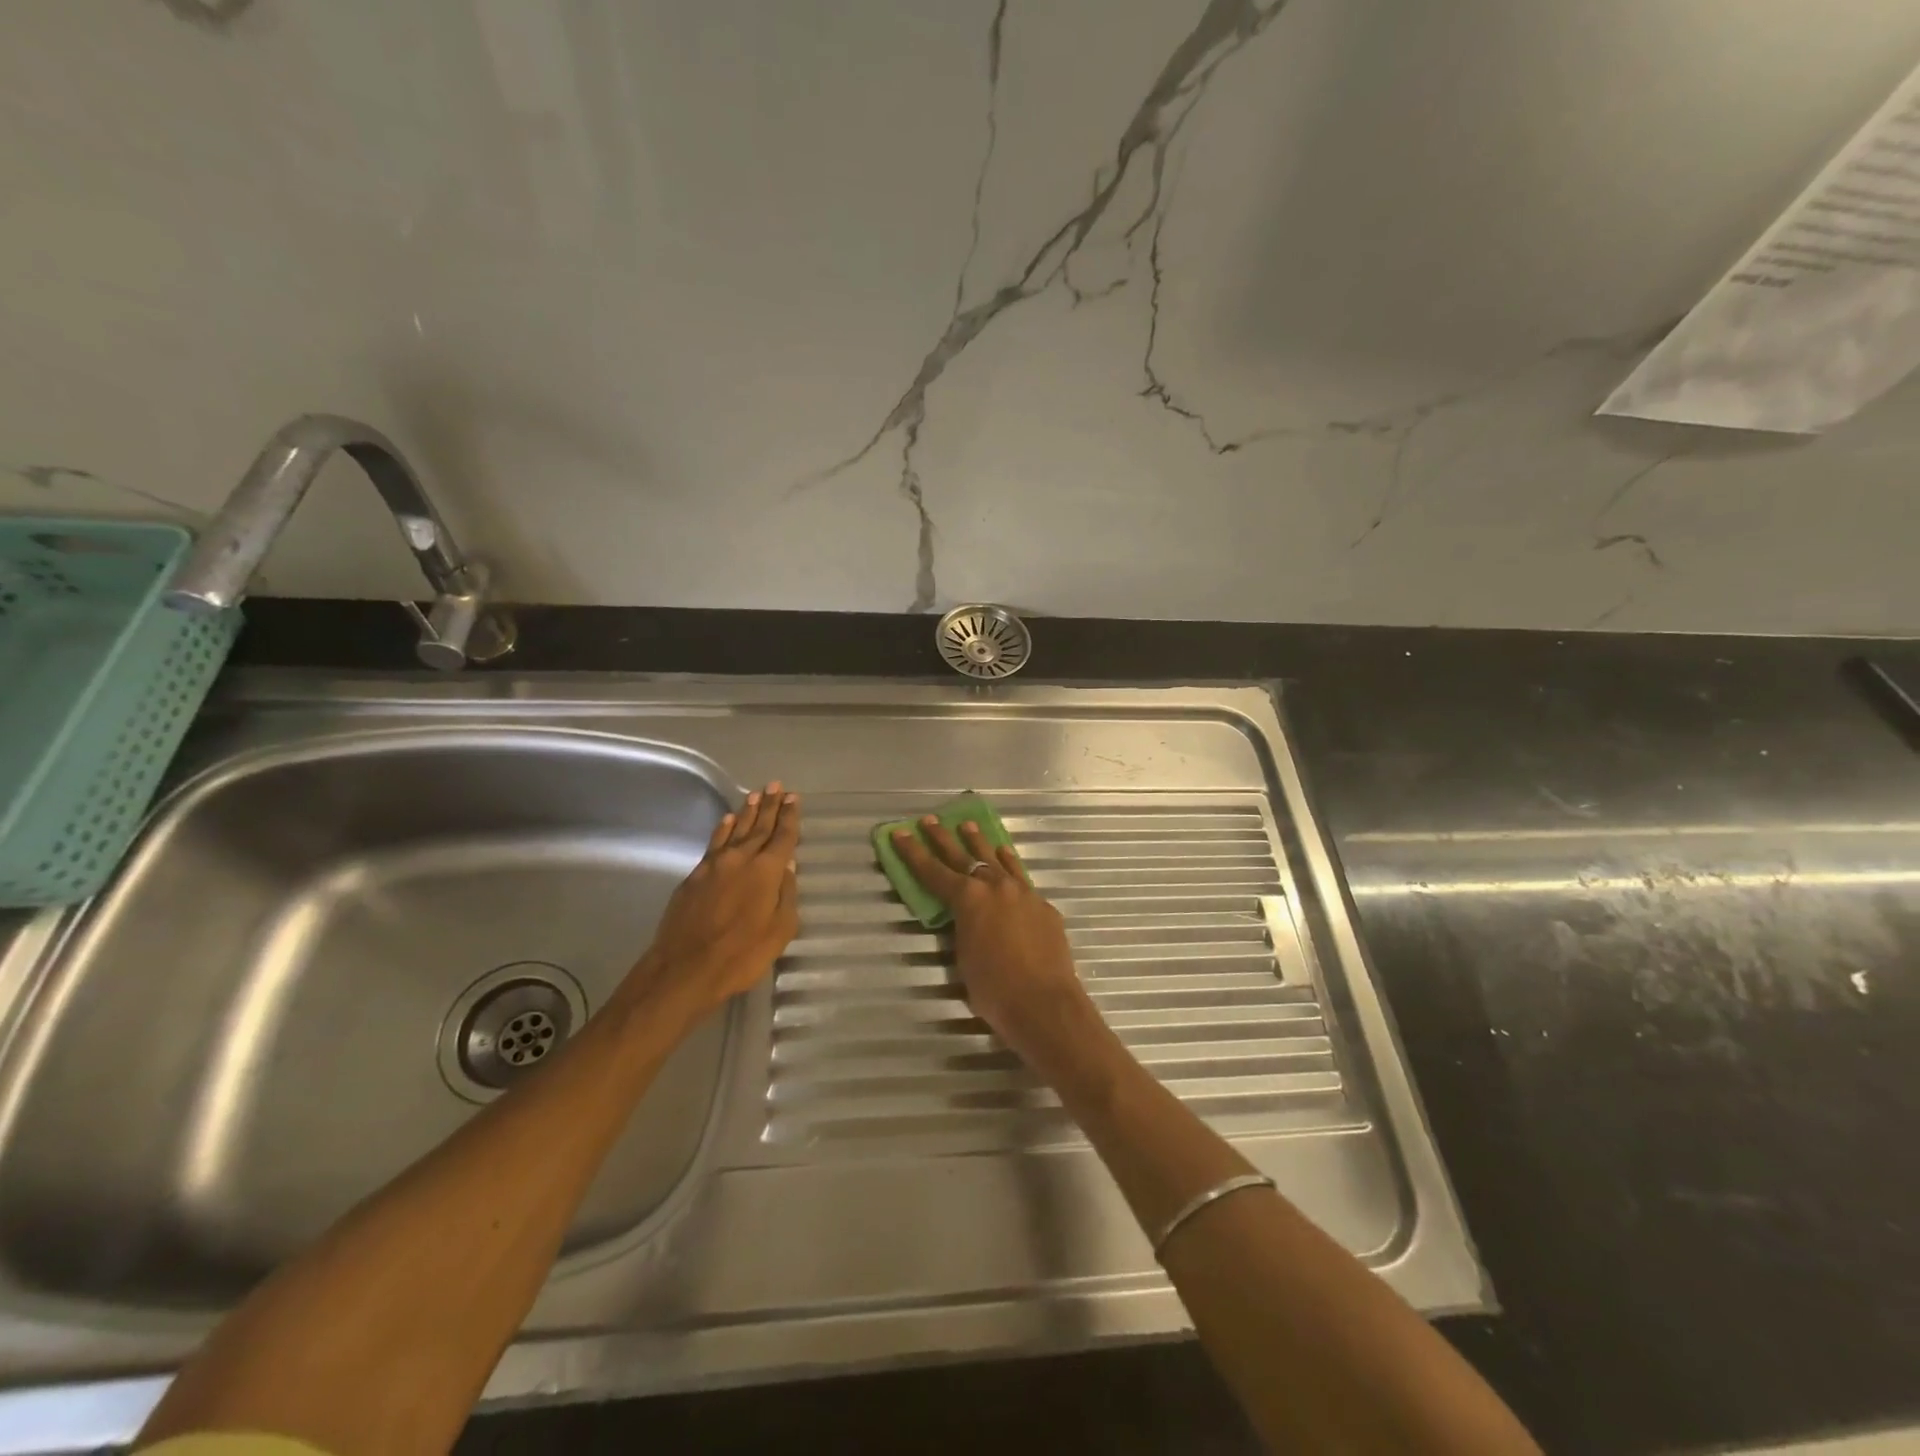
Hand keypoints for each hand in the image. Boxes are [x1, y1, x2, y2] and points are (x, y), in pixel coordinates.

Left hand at [631, 782, 801, 1020]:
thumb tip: (787, 867)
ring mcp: (714, 865)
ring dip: (747, 812)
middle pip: (759, 826)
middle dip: (770, 805)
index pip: (783, 836)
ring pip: (735, 830)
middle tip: (777, 786)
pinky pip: (714, 843)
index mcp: (766, 871)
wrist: (685, 969)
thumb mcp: (780, 930)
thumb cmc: (742, 954)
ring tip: (755, 795)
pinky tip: (727, 821)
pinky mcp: (694, 876)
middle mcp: (741, 859)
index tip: (794, 798)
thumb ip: (786, 895)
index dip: (790, 816)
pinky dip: (723, 829)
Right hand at [889, 817, 1103, 1071]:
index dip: (913, 852)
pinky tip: (1005, 857)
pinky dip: (1009, 865)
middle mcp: (995, 886)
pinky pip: (1020, 877)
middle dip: (943, 838)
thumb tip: (967, 920)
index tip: (900, 832)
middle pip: (964, 856)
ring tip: (969, 826)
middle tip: (930, 820)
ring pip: (996, 859)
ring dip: (980, 843)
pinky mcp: (1043, 905)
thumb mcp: (963, 959)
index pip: (933, 871)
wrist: (1045, 1004)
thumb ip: (962, 931)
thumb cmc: (995, 990)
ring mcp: (1023, 892)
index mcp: (968, 900)